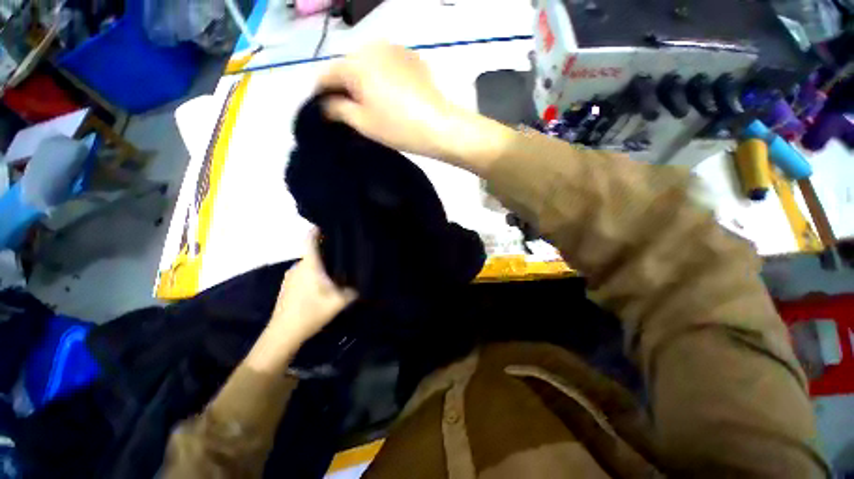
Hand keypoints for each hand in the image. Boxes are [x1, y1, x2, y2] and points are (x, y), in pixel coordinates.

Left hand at [246, 235, 356, 372]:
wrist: (283, 333)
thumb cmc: (310, 313)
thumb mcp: (338, 302)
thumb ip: (352, 291)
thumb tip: (361, 284)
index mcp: (309, 265)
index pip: (309, 240)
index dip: (317, 229)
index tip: (328, 225)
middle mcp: (298, 266)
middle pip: (313, 252)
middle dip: (326, 252)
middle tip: (343, 255)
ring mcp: (290, 277)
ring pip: (309, 264)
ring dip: (320, 266)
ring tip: (335, 272)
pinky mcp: (287, 287)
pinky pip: (304, 274)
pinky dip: (313, 275)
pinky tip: (321, 287)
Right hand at [317, 42, 511, 173]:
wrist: (440, 126)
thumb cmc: (398, 127)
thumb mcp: (362, 122)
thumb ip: (336, 110)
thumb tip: (324, 105)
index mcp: (355, 63)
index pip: (325, 75)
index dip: (319, 94)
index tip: (320, 111)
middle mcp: (372, 47)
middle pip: (347, 67)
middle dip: (342, 88)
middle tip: (347, 111)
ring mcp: (394, 49)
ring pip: (367, 64)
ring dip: (362, 82)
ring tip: (368, 105)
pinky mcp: (411, 57)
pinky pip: (386, 65)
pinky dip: (380, 78)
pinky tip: (388, 96)